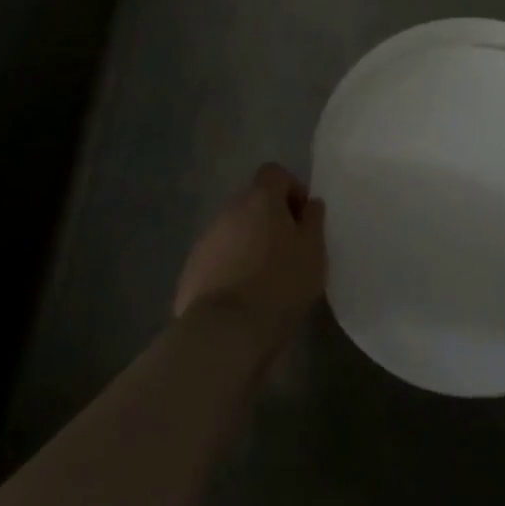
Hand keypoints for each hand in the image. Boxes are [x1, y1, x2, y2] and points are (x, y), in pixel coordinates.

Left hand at [174, 164, 324, 358]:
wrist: (224, 332)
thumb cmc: (280, 284)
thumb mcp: (313, 251)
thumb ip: (313, 220)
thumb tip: (309, 204)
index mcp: (260, 199)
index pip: (274, 173)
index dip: (291, 189)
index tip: (302, 219)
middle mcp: (229, 210)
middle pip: (252, 203)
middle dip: (270, 220)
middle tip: (288, 252)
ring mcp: (205, 240)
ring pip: (234, 232)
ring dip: (249, 245)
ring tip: (265, 280)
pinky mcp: (190, 271)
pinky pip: (217, 259)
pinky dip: (230, 269)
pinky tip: (242, 299)